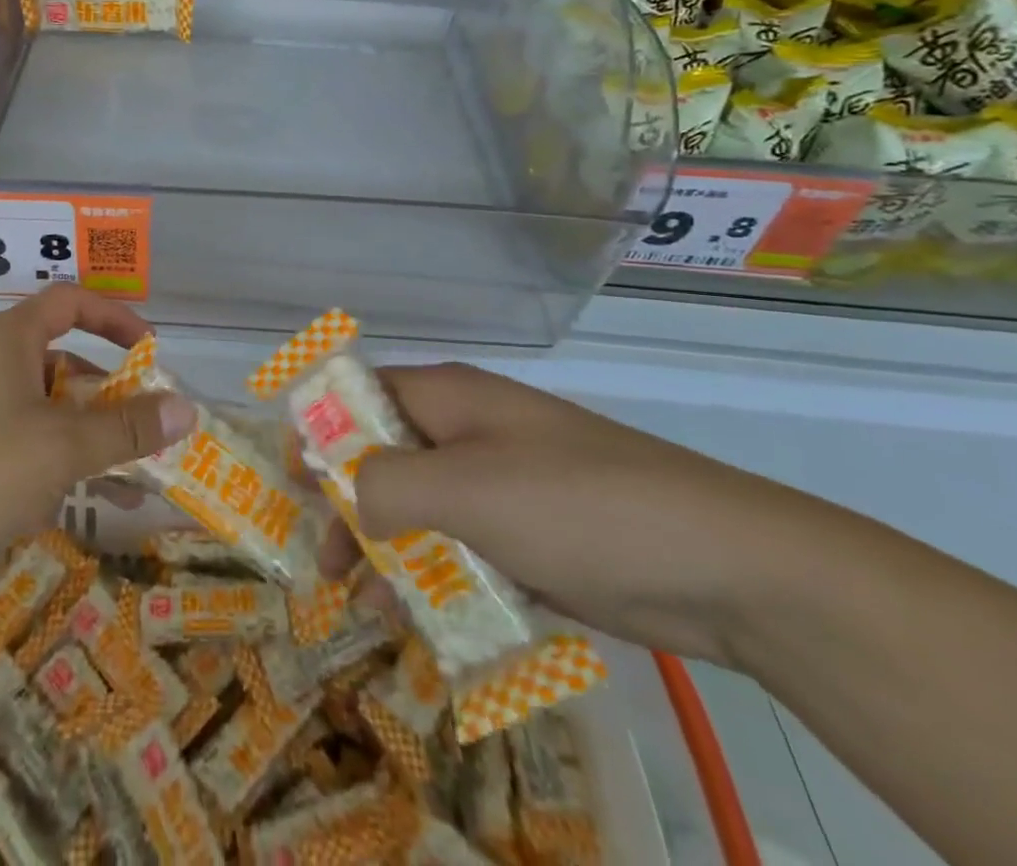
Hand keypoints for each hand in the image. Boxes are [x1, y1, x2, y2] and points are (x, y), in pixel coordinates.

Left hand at [0, 285, 196, 580]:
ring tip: (134, 478)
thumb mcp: (62, 448)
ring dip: (91, 437)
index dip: (115, 318)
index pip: (71, 302)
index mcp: (11, 339)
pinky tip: (92, 504)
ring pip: (48, 411)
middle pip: (65, 362)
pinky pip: (26, 445)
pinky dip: (61, 464)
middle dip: (111, 394)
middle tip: (150, 428)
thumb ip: (127, 428)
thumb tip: (187, 408)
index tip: (150, 351)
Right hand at [331, 364, 833, 666]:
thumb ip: (387, 486)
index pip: (361, 394)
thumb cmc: (576, 505)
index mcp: (448, 399)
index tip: (293, 479)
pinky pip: (463, 549)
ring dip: (390, 552)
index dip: (321, 429)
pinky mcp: (531, 536)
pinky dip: (437, 578)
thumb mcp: (465, 488)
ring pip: (422, 509)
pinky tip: (425, 622)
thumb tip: (347, 496)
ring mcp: (503, 485)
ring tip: (368, 606)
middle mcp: (469, 432)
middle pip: (385, 457)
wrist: (723, 567)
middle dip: (350, 506)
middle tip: (328, 565)